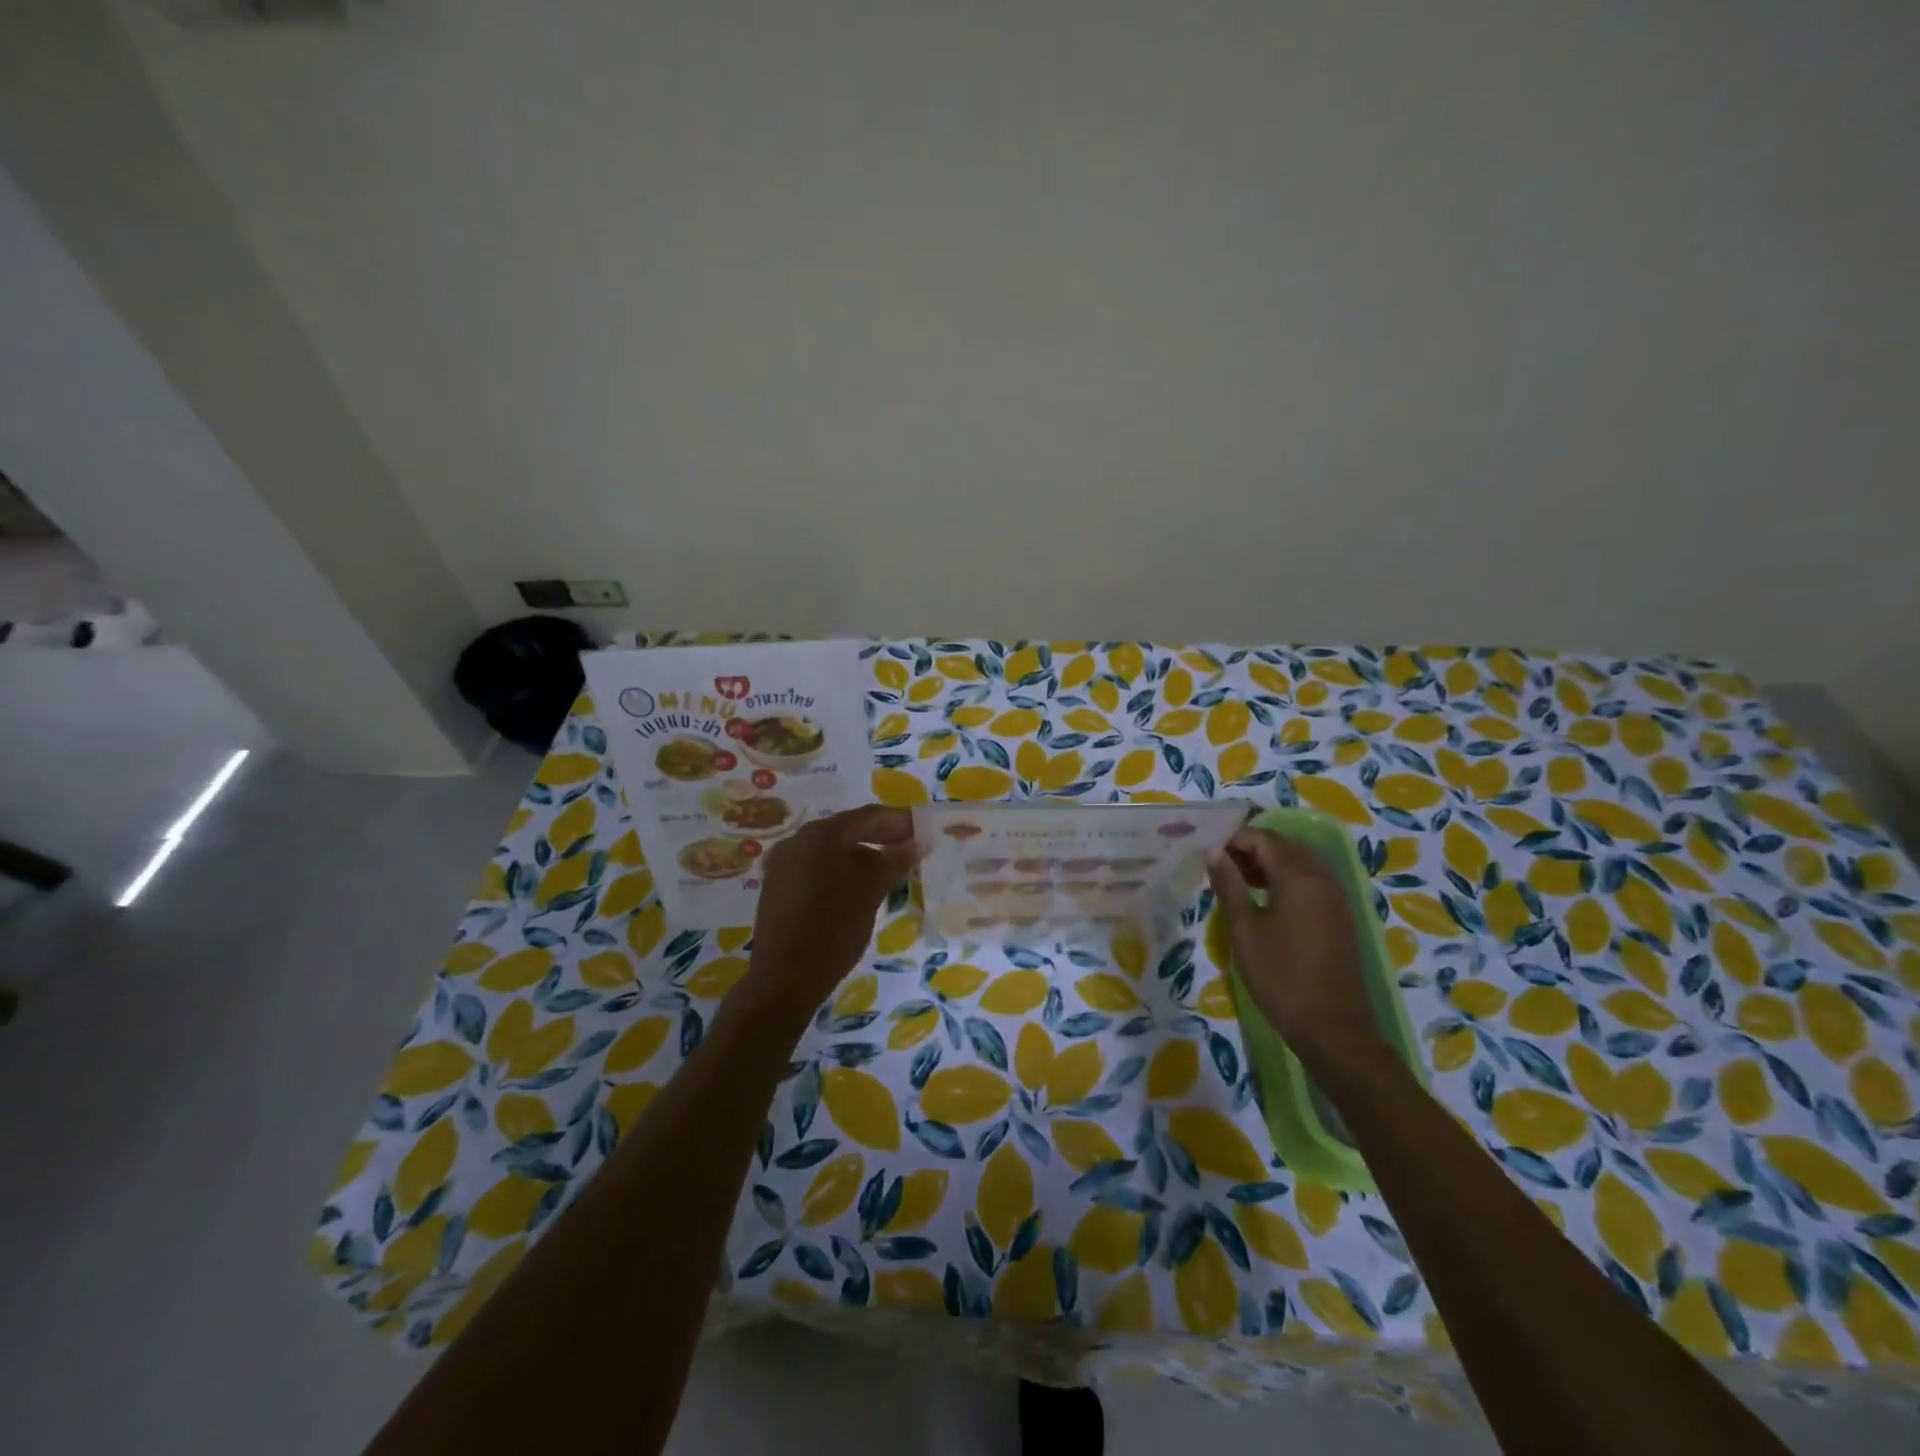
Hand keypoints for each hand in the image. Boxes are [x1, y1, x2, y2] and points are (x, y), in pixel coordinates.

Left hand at [737, 805, 918, 1022]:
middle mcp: (798, 840)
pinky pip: (817, 866)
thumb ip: (895, 859)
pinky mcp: (778, 886)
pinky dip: (841, 868)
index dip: (899, 820)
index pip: (868, 816)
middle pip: (847, 829)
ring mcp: (784, 863)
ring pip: (831, 848)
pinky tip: (858, 885)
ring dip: (862, 853)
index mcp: (821, 834)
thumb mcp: (871, 889)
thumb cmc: (834, 926)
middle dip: (881, 836)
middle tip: (911, 846)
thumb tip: (917, 842)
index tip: (924, 829)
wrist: (785, 977)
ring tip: (889, 867)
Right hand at [1205, 828, 1383, 1073]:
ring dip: (1268, 864)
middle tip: (1219, 866)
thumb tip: (1214, 851)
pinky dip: (1285, 880)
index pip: (1264, 838)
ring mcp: (1336, 897)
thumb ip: (1229, 885)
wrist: (1332, 1029)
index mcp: (1299, 876)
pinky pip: (1310, 882)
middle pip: (1284, 846)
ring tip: (1236, 882)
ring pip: (1299, 863)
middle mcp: (1323, 878)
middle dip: (1251, 849)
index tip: (1208, 852)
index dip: (1234, 839)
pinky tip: (1264, 901)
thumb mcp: (1245, 929)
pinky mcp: (1339, 916)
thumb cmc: (1281, 976)